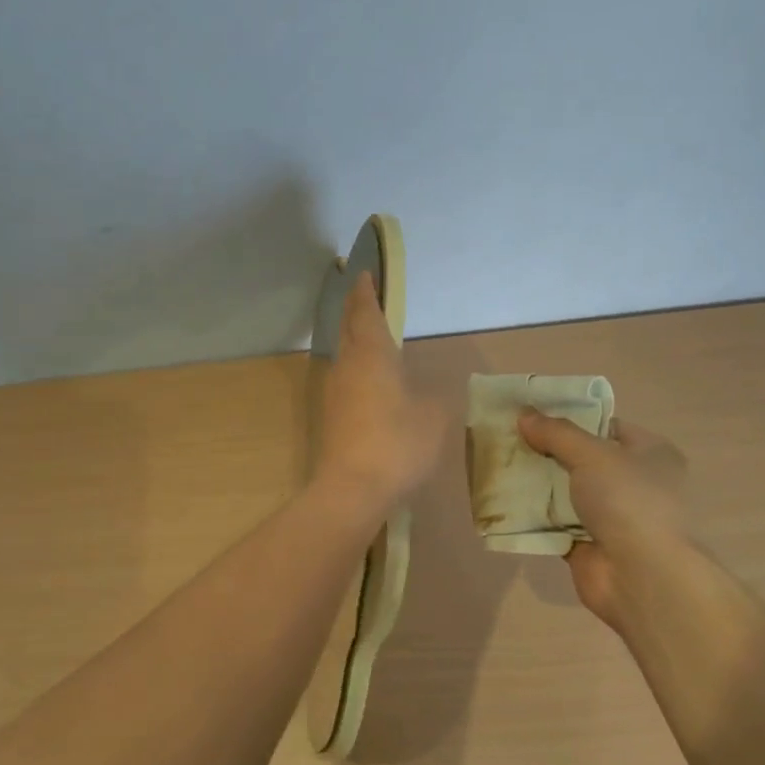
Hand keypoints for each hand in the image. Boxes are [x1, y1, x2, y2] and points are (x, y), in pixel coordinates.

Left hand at [314, 272, 447, 511]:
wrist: (352, 489)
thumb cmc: (398, 444)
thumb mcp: (434, 417)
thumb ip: (433, 396)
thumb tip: (425, 392)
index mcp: (372, 355)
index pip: (366, 312)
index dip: (366, 292)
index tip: (363, 275)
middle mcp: (347, 366)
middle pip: (349, 329)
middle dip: (356, 311)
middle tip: (366, 298)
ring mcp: (334, 393)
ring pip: (344, 356)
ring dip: (355, 341)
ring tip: (371, 337)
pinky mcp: (331, 417)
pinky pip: (345, 380)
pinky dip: (356, 369)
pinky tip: (370, 382)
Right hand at [517, 411, 687, 633]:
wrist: (641, 576)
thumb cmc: (628, 501)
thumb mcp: (592, 454)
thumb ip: (556, 433)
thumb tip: (523, 414)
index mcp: (650, 454)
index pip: (606, 427)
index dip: (571, 419)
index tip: (533, 415)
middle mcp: (635, 483)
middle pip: (582, 459)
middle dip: (547, 451)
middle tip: (508, 439)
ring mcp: (612, 517)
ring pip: (566, 492)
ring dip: (537, 484)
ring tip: (499, 465)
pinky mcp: (589, 545)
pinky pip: (555, 524)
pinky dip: (534, 516)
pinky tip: (504, 502)